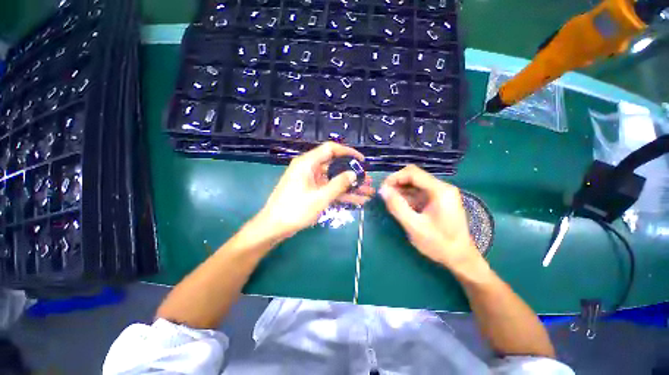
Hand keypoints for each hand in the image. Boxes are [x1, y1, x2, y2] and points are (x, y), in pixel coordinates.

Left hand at [257, 142, 373, 238]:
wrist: (274, 227)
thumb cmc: (295, 210)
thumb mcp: (320, 197)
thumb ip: (338, 184)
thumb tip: (354, 173)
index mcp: (307, 163)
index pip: (331, 149)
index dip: (348, 152)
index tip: (362, 161)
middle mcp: (309, 168)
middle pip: (335, 166)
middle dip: (352, 174)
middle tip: (367, 180)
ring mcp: (311, 180)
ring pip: (334, 179)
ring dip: (350, 186)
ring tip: (368, 192)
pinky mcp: (312, 191)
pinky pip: (329, 189)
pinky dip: (342, 194)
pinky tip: (357, 200)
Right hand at [379, 165, 481, 270]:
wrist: (460, 258)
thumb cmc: (439, 244)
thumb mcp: (414, 226)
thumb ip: (397, 206)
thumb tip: (382, 190)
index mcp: (440, 190)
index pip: (413, 173)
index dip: (395, 177)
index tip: (382, 188)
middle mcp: (442, 187)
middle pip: (414, 176)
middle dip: (397, 182)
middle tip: (385, 194)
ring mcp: (440, 193)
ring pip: (415, 183)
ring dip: (401, 189)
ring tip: (389, 200)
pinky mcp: (437, 200)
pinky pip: (419, 192)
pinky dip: (407, 196)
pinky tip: (399, 204)